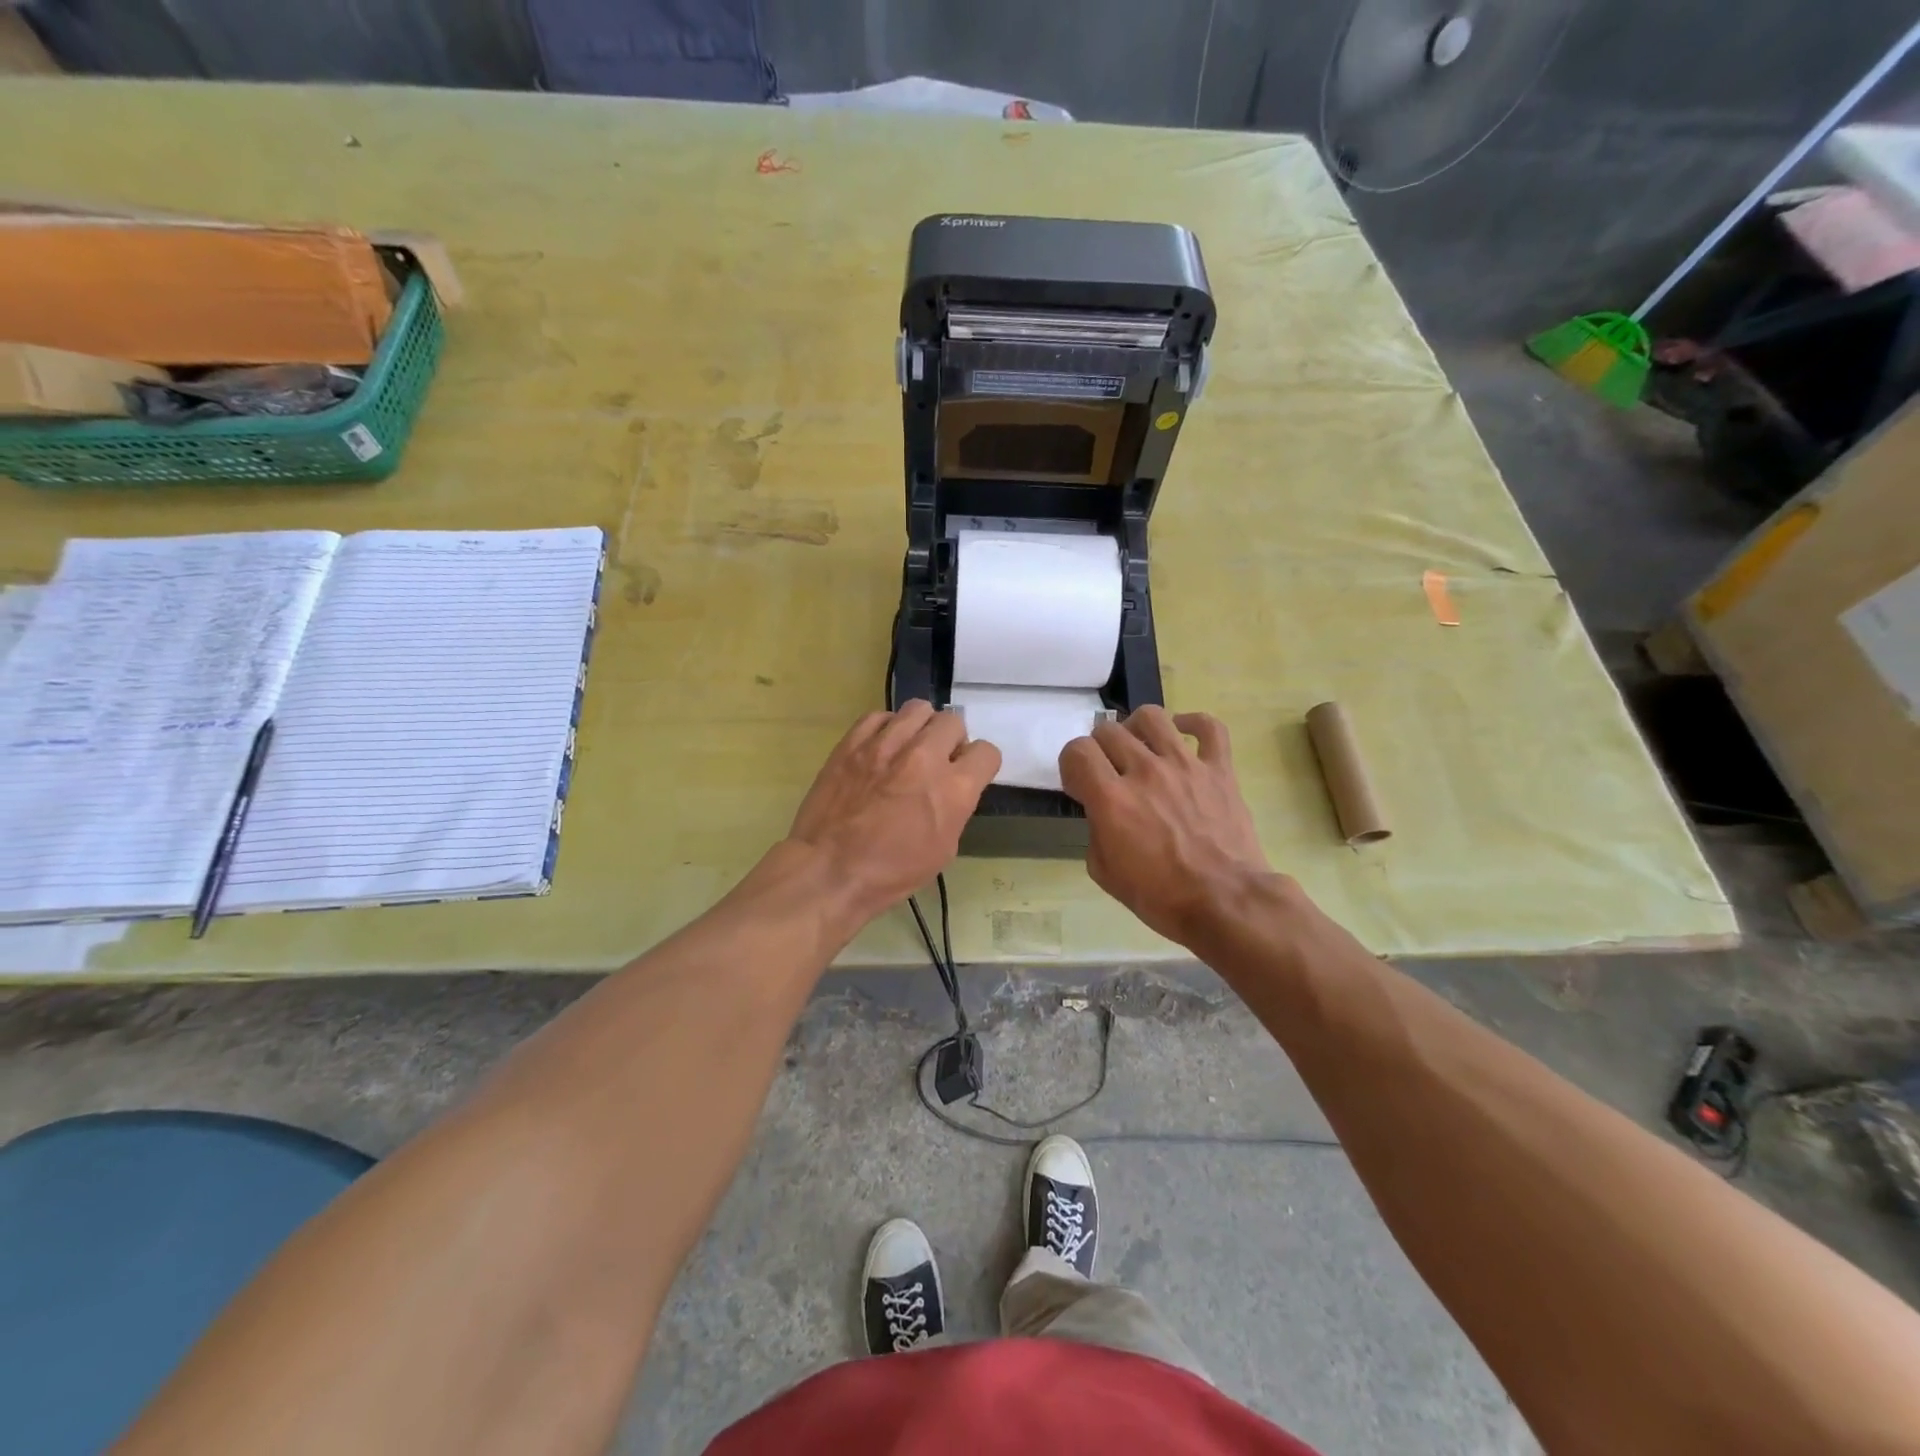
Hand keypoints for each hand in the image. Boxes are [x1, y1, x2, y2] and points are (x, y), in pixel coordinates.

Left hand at [787, 701, 1000, 921]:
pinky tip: (881, 747)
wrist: (829, 871)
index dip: (980, 764)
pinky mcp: (852, 742)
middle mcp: (924, 756)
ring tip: (910, 748)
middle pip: (953, 722)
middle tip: (938, 761)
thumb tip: (952, 786)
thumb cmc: (891, 872)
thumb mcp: (944, 849)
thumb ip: (955, 807)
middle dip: (951, 740)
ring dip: (921, 728)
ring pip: (918, 709)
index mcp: (954, 788)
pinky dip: (886, 728)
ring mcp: (885, 744)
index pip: (986, 752)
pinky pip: (879, 716)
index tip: (968, 774)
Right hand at [1059, 706, 1271, 944]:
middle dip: (1099, 749)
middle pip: (1109, 731)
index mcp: (1113, 799)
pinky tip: (1181, 734)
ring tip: (1139, 746)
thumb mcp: (1105, 872)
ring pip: (1152, 717)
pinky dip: (1192, 723)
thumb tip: (1103, 812)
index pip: (1077, 751)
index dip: (1071, 764)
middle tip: (1108, 772)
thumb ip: (1095, 831)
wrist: (1226, 903)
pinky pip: (1209, 727)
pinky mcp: (1219, 769)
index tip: (1080, 785)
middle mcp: (1145, 772)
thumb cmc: (1161, 896)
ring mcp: (1185, 765)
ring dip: (1136, 728)